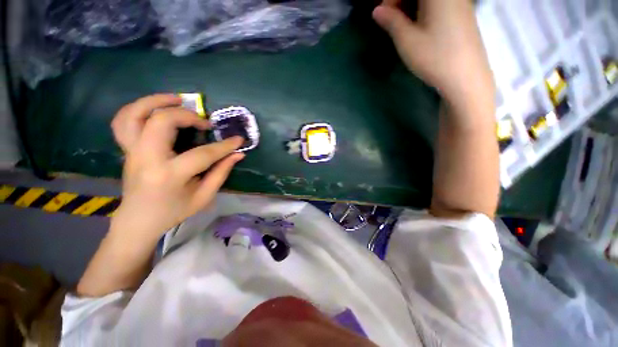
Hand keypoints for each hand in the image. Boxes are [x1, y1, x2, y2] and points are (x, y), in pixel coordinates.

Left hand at [111, 94, 244, 240]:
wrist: (138, 219)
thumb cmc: (174, 211)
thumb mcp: (204, 196)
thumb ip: (221, 173)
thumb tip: (237, 154)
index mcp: (169, 175)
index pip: (203, 154)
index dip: (224, 146)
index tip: (238, 140)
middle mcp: (146, 158)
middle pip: (161, 122)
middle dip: (188, 116)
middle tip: (205, 123)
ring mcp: (131, 151)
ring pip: (134, 114)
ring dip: (157, 101)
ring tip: (178, 100)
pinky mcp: (126, 149)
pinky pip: (123, 120)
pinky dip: (139, 108)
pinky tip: (156, 109)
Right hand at [373, 0, 494, 105]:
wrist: (465, 77)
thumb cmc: (434, 57)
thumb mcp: (407, 41)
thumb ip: (391, 21)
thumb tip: (377, 10)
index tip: (383, 15)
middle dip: (400, 2)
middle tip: (391, 20)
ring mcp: (458, 1)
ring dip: (411, 7)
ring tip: (402, 26)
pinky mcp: (462, 12)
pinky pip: (439, 4)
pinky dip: (423, 10)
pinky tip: (418, 26)